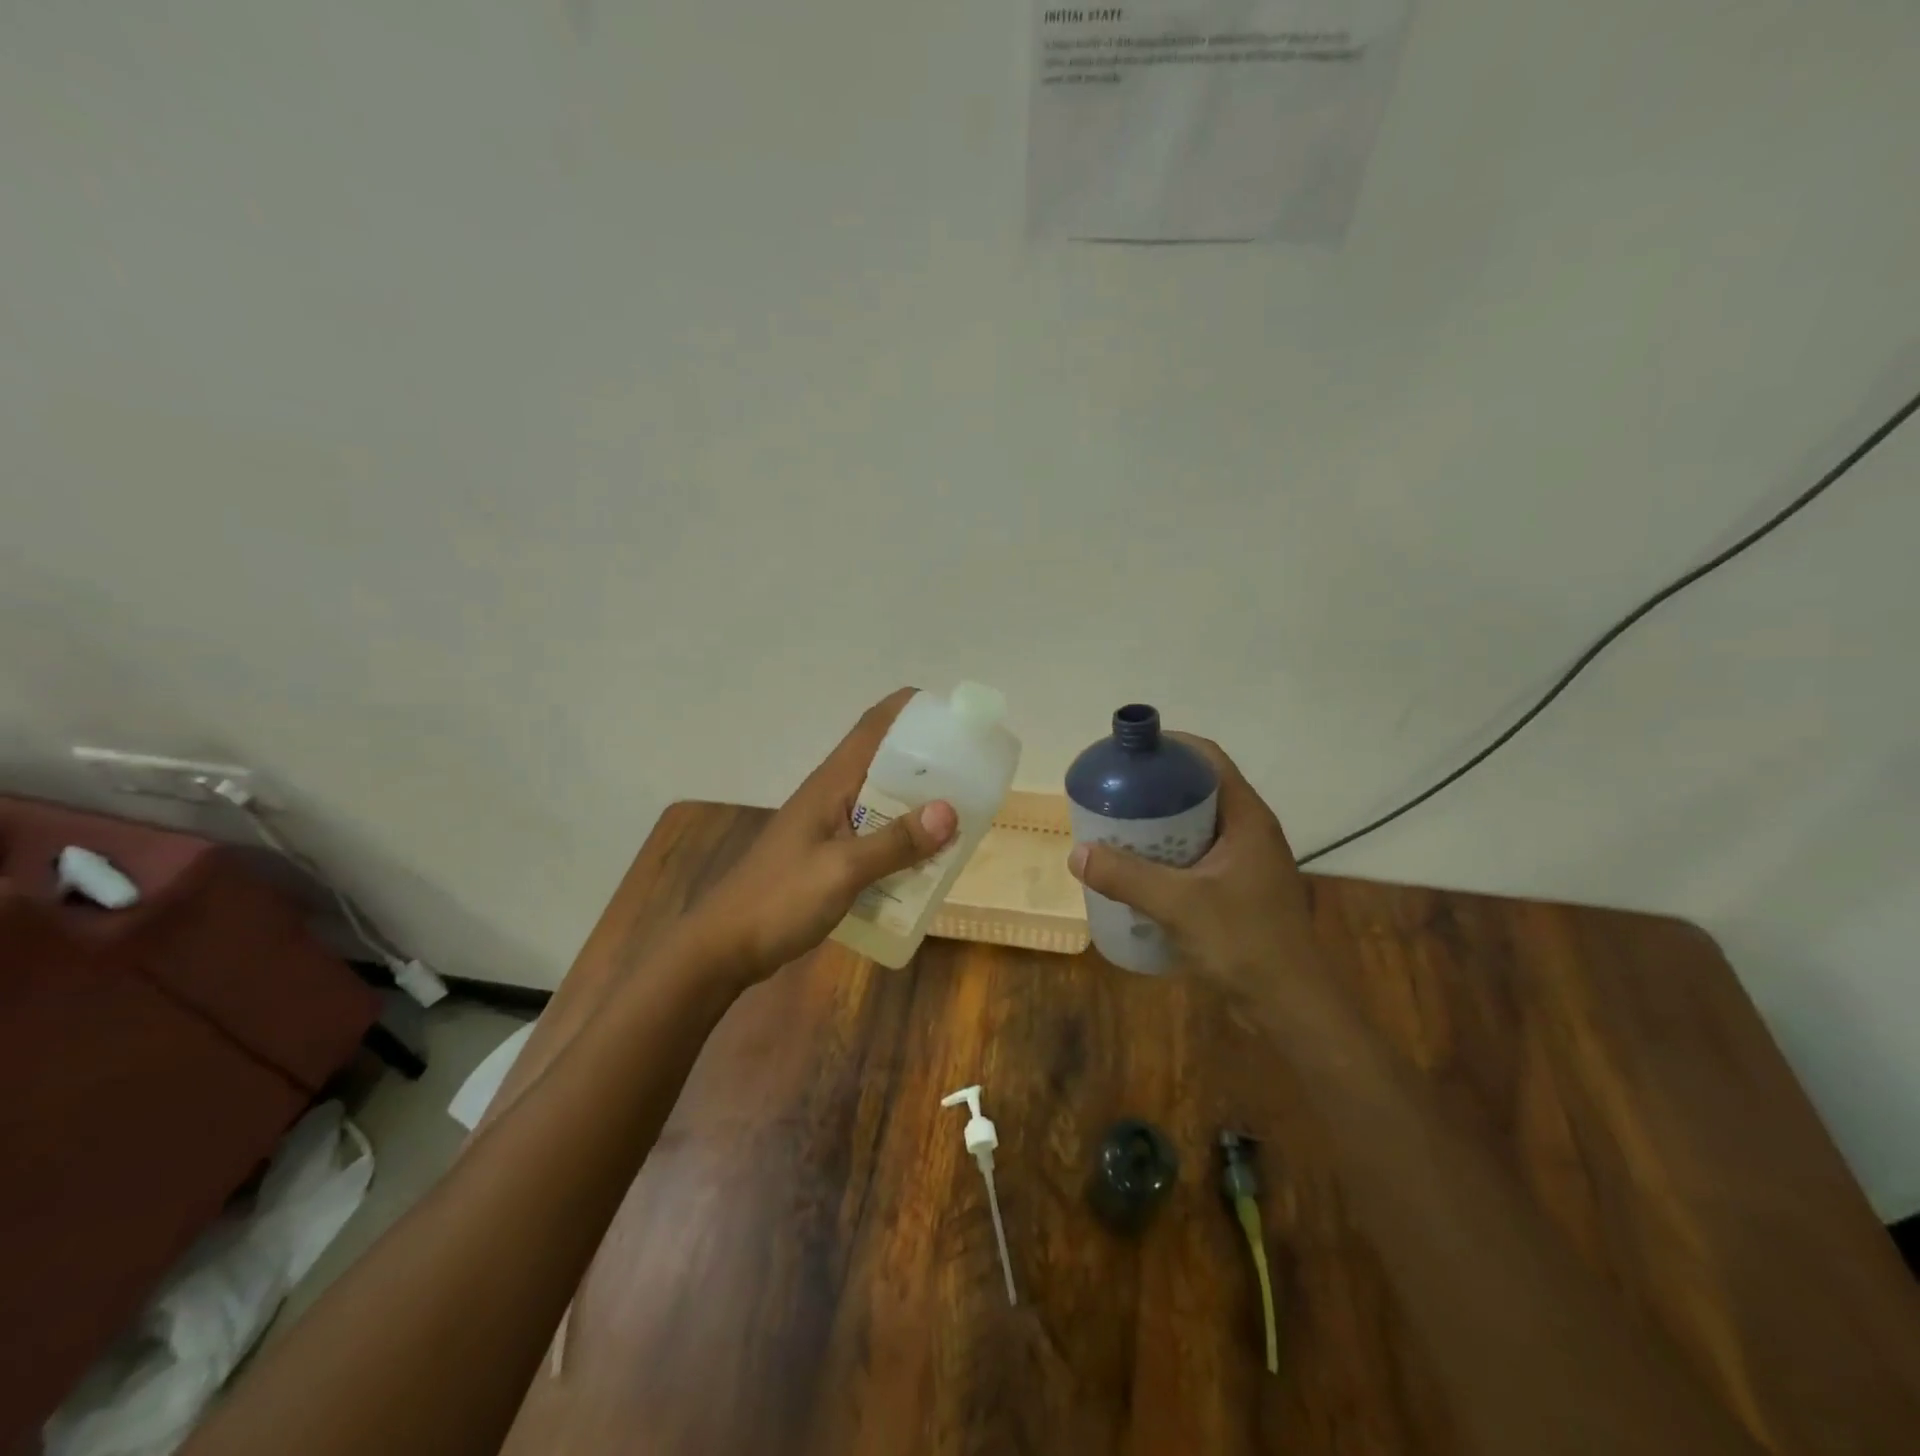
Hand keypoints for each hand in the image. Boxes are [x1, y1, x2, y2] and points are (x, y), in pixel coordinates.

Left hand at [685, 688, 957, 980]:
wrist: (724, 946)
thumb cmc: (779, 899)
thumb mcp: (842, 871)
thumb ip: (894, 842)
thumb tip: (950, 811)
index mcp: (831, 783)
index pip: (873, 726)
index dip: (909, 709)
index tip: (952, 715)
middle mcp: (831, 795)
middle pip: (884, 761)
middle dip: (927, 761)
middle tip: (972, 770)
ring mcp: (828, 826)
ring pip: (882, 800)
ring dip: (917, 803)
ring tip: (961, 812)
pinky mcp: (828, 855)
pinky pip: (875, 834)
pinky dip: (902, 838)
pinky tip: (926, 857)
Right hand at [1066, 735, 1313, 998]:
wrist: (1291, 1007)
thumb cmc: (1245, 943)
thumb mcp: (1179, 904)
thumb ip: (1126, 877)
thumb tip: (1077, 853)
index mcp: (1246, 818)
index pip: (1207, 759)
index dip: (1169, 747)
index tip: (1128, 755)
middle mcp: (1249, 831)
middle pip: (1197, 790)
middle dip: (1154, 788)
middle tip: (1112, 795)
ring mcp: (1245, 863)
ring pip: (1195, 826)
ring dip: (1158, 825)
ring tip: (1115, 830)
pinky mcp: (1237, 890)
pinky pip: (1195, 857)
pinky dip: (1166, 855)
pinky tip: (1137, 872)